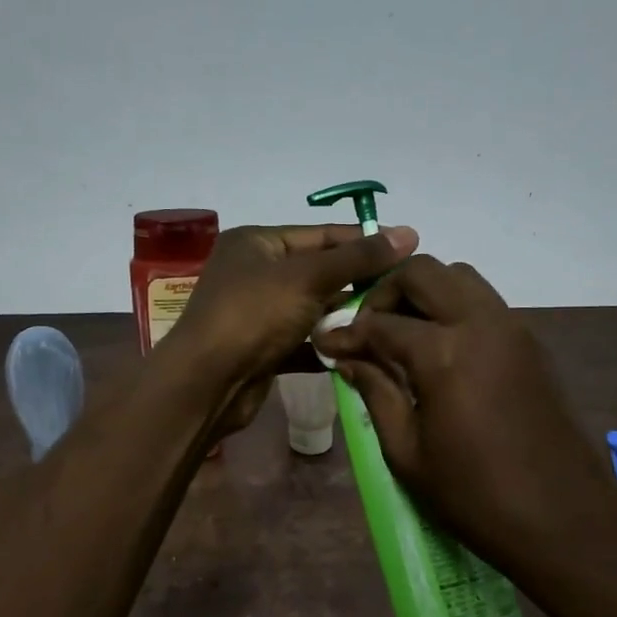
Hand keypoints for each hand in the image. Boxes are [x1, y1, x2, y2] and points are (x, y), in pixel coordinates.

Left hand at [170, 222, 418, 435]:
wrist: (207, 383)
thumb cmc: (253, 315)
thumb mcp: (308, 277)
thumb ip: (359, 258)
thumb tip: (409, 232)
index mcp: (257, 243)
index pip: (322, 235)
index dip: (364, 241)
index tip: (409, 250)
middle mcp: (255, 273)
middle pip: (319, 272)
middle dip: (358, 283)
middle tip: (404, 292)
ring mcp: (258, 313)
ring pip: (313, 309)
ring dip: (346, 317)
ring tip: (391, 321)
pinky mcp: (263, 350)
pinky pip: (304, 341)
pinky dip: (328, 345)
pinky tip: (362, 350)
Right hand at [312, 255, 615, 574]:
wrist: (565, 519)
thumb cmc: (475, 496)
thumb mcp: (407, 453)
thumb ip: (376, 394)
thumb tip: (348, 359)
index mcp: (444, 352)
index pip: (380, 323)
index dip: (346, 332)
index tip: (326, 343)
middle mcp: (481, 323)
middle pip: (424, 272)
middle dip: (386, 291)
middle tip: (368, 329)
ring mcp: (514, 330)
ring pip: (461, 279)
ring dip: (425, 294)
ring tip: (404, 336)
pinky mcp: (534, 345)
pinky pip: (486, 305)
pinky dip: (455, 310)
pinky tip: (442, 352)